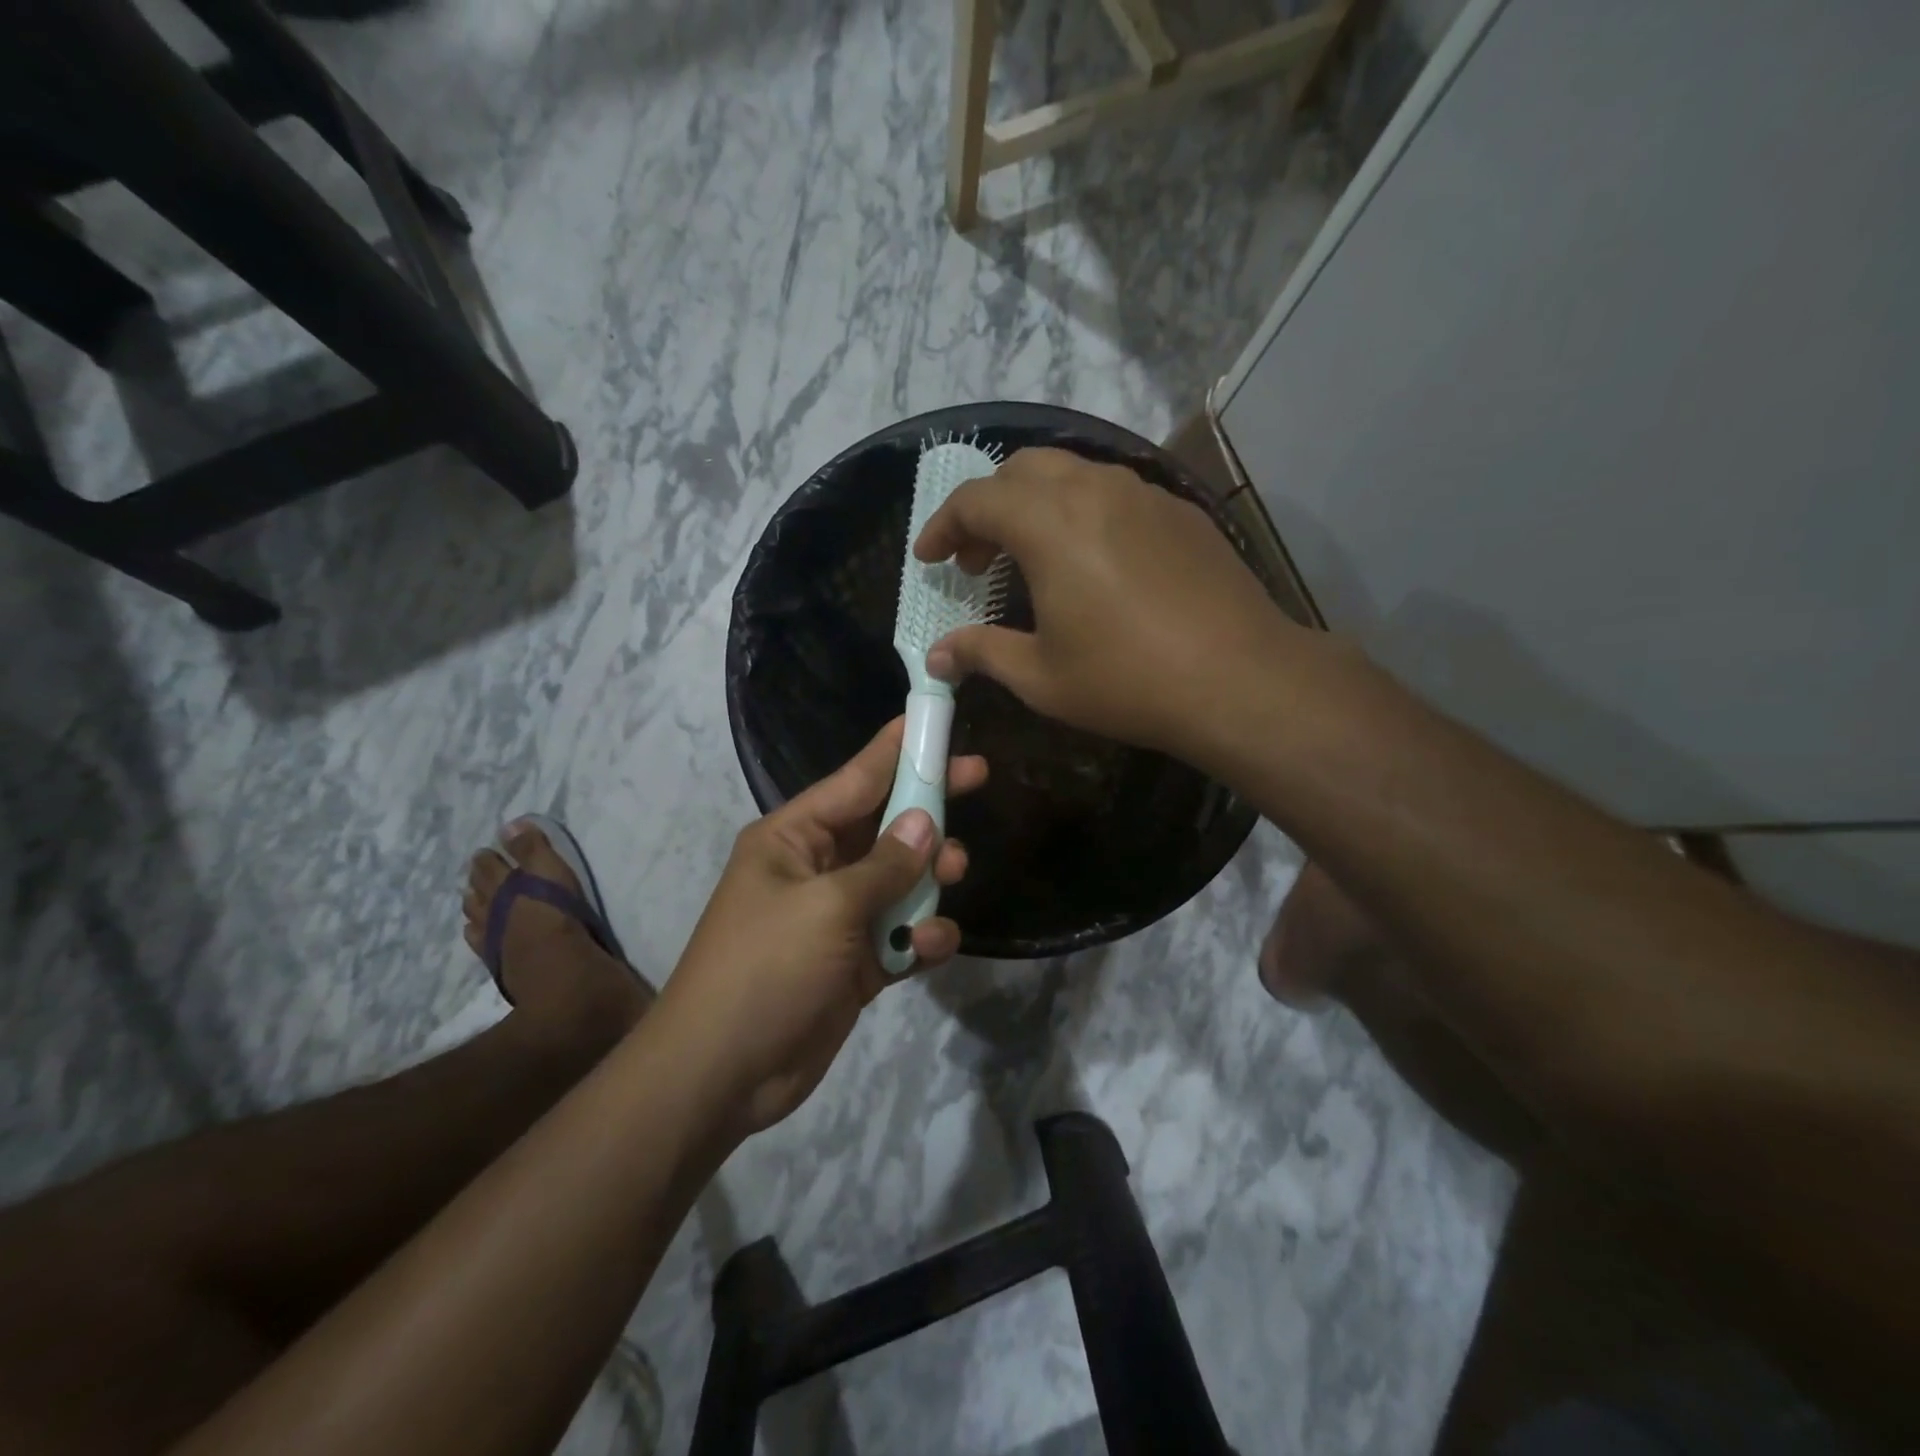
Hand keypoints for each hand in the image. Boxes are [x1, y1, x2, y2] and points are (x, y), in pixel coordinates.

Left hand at [658, 719, 985, 1137]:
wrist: (722, 1075)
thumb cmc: (765, 969)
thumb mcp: (827, 908)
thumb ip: (884, 865)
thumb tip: (926, 823)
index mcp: (793, 838)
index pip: (855, 779)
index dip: (897, 748)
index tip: (937, 720)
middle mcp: (816, 868)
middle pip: (885, 824)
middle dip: (928, 807)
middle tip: (978, 778)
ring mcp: (836, 918)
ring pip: (899, 879)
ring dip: (929, 877)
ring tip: (956, 872)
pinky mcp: (854, 963)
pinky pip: (899, 934)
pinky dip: (920, 937)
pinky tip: (929, 947)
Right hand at [914, 446, 1304, 763]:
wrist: (1239, 679)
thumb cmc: (1126, 680)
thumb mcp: (1040, 676)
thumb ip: (982, 653)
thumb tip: (938, 656)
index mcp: (1050, 523)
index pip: (976, 500)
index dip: (943, 527)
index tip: (929, 559)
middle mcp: (1094, 490)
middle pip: (1021, 470)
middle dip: (987, 508)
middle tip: (977, 560)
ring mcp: (1144, 495)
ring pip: (1071, 473)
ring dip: (1035, 505)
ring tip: (1029, 558)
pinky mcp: (1179, 512)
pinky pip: (1113, 492)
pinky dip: (1080, 512)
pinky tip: (1090, 562)